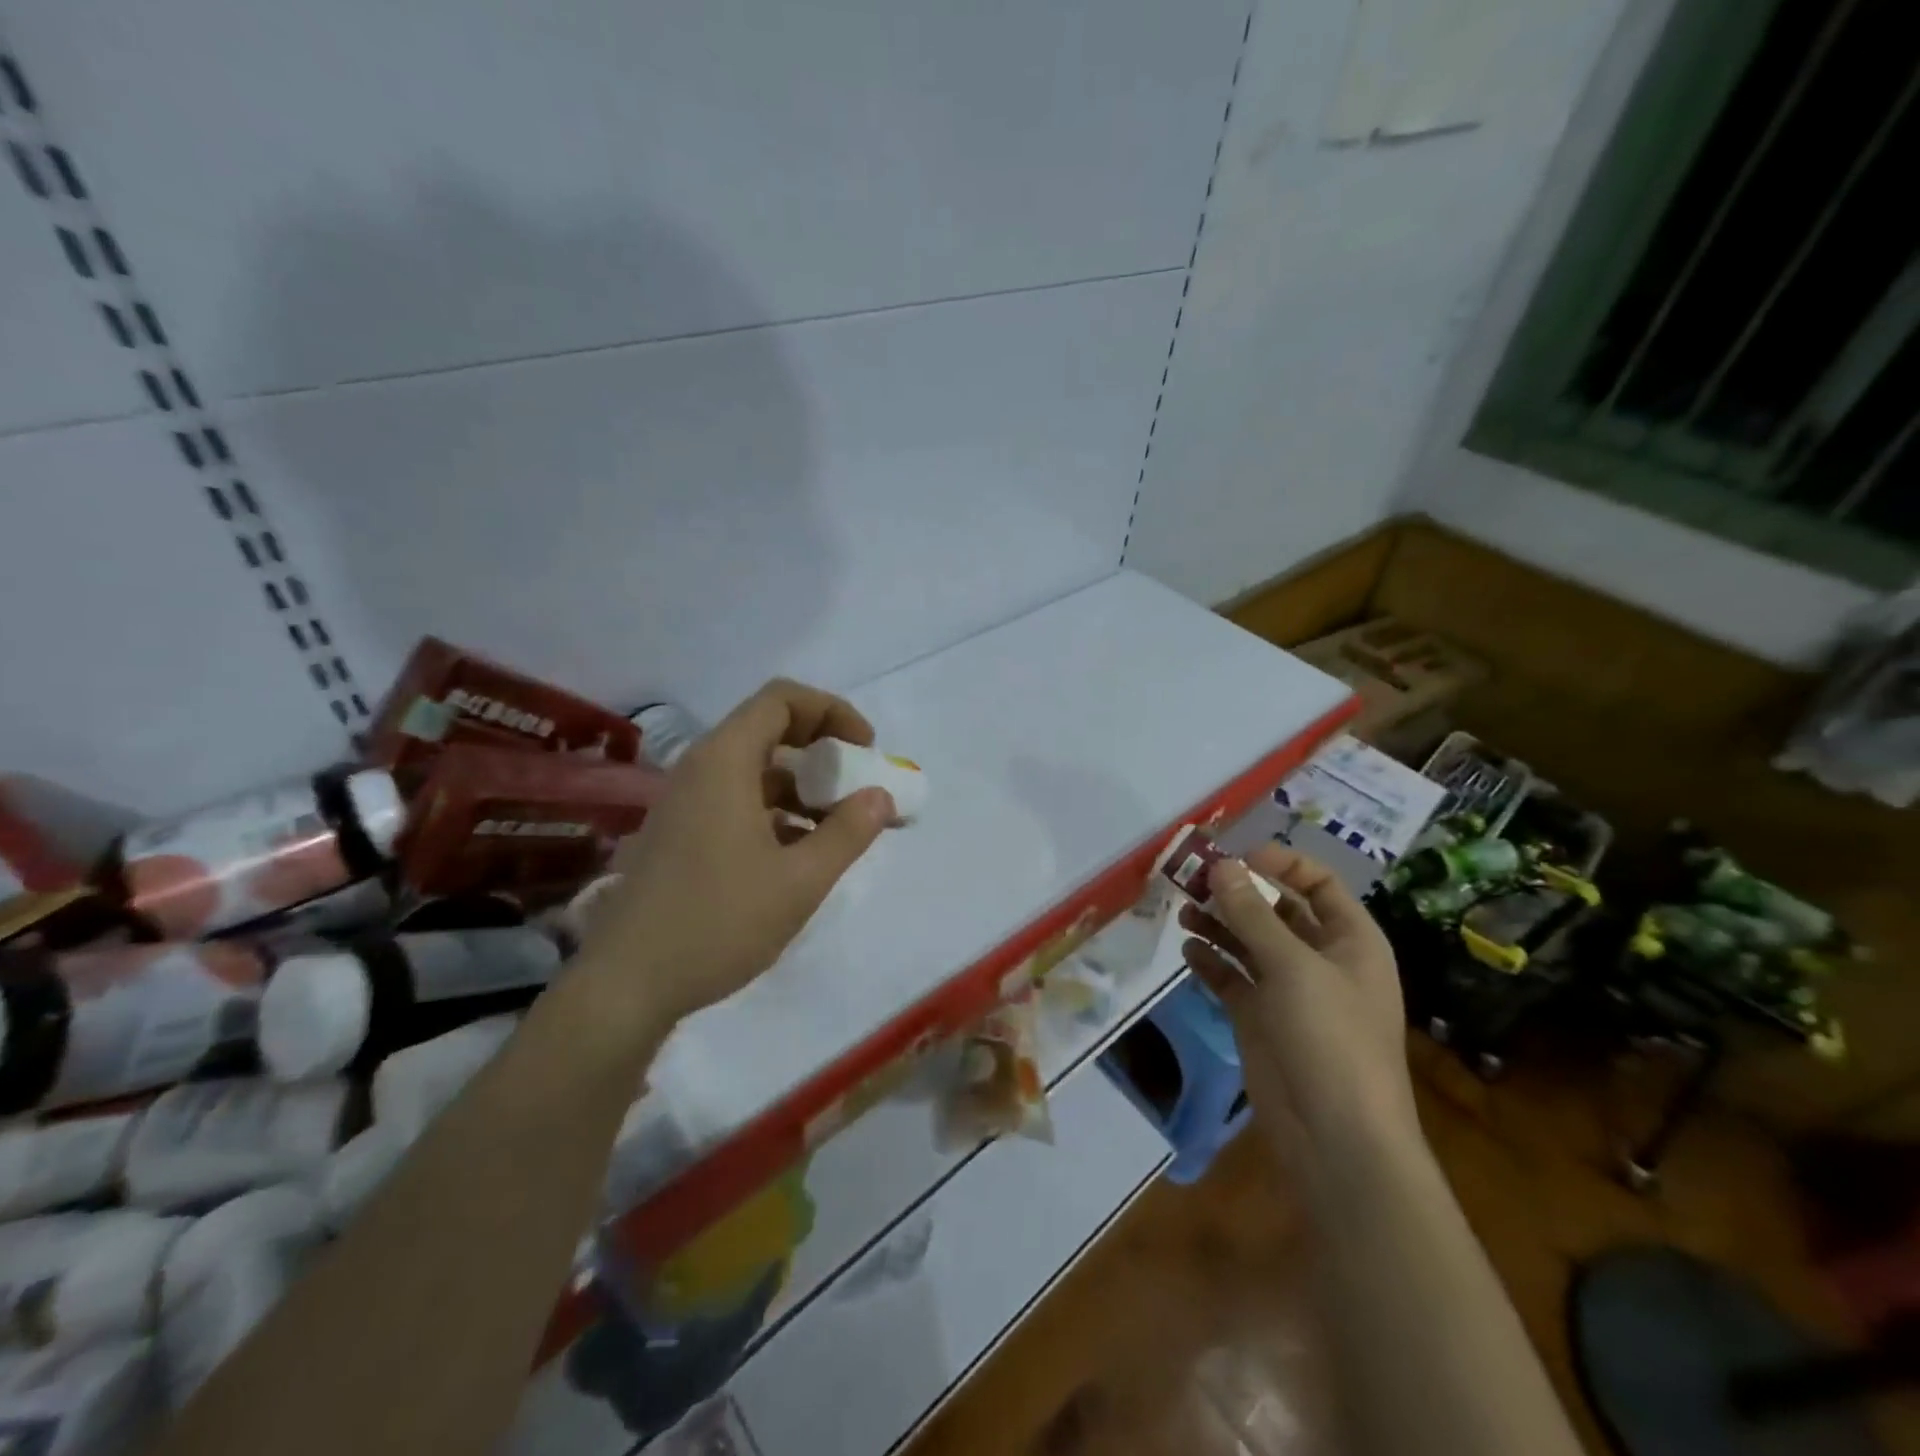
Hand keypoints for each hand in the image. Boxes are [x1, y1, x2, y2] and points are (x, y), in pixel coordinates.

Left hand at [579, 679, 894, 1027]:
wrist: (626, 985)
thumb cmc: (718, 922)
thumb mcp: (800, 880)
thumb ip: (848, 832)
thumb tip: (881, 796)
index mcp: (725, 762)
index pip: (782, 699)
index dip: (832, 711)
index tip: (866, 749)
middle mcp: (700, 769)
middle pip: (770, 730)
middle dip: (823, 751)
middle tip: (857, 785)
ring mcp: (685, 803)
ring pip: (755, 771)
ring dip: (802, 787)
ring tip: (839, 828)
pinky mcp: (680, 834)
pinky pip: (737, 801)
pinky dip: (776, 812)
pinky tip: (799, 854)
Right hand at [1180, 844, 1419, 1182]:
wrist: (1336, 1138)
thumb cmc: (1330, 1039)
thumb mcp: (1293, 967)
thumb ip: (1252, 914)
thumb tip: (1222, 866)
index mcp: (1350, 940)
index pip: (1318, 884)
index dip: (1281, 864)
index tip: (1236, 857)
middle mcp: (1320, 959)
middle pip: (1276, 910)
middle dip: (1238, 893)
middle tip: (1194, 879)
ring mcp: (1288, 991)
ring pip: (1249, 942)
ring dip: (1219, 924)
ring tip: (1184, 911)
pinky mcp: (1259, 1018)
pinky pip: (1232, 978)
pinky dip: (1211, 962)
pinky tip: (1188, 951)